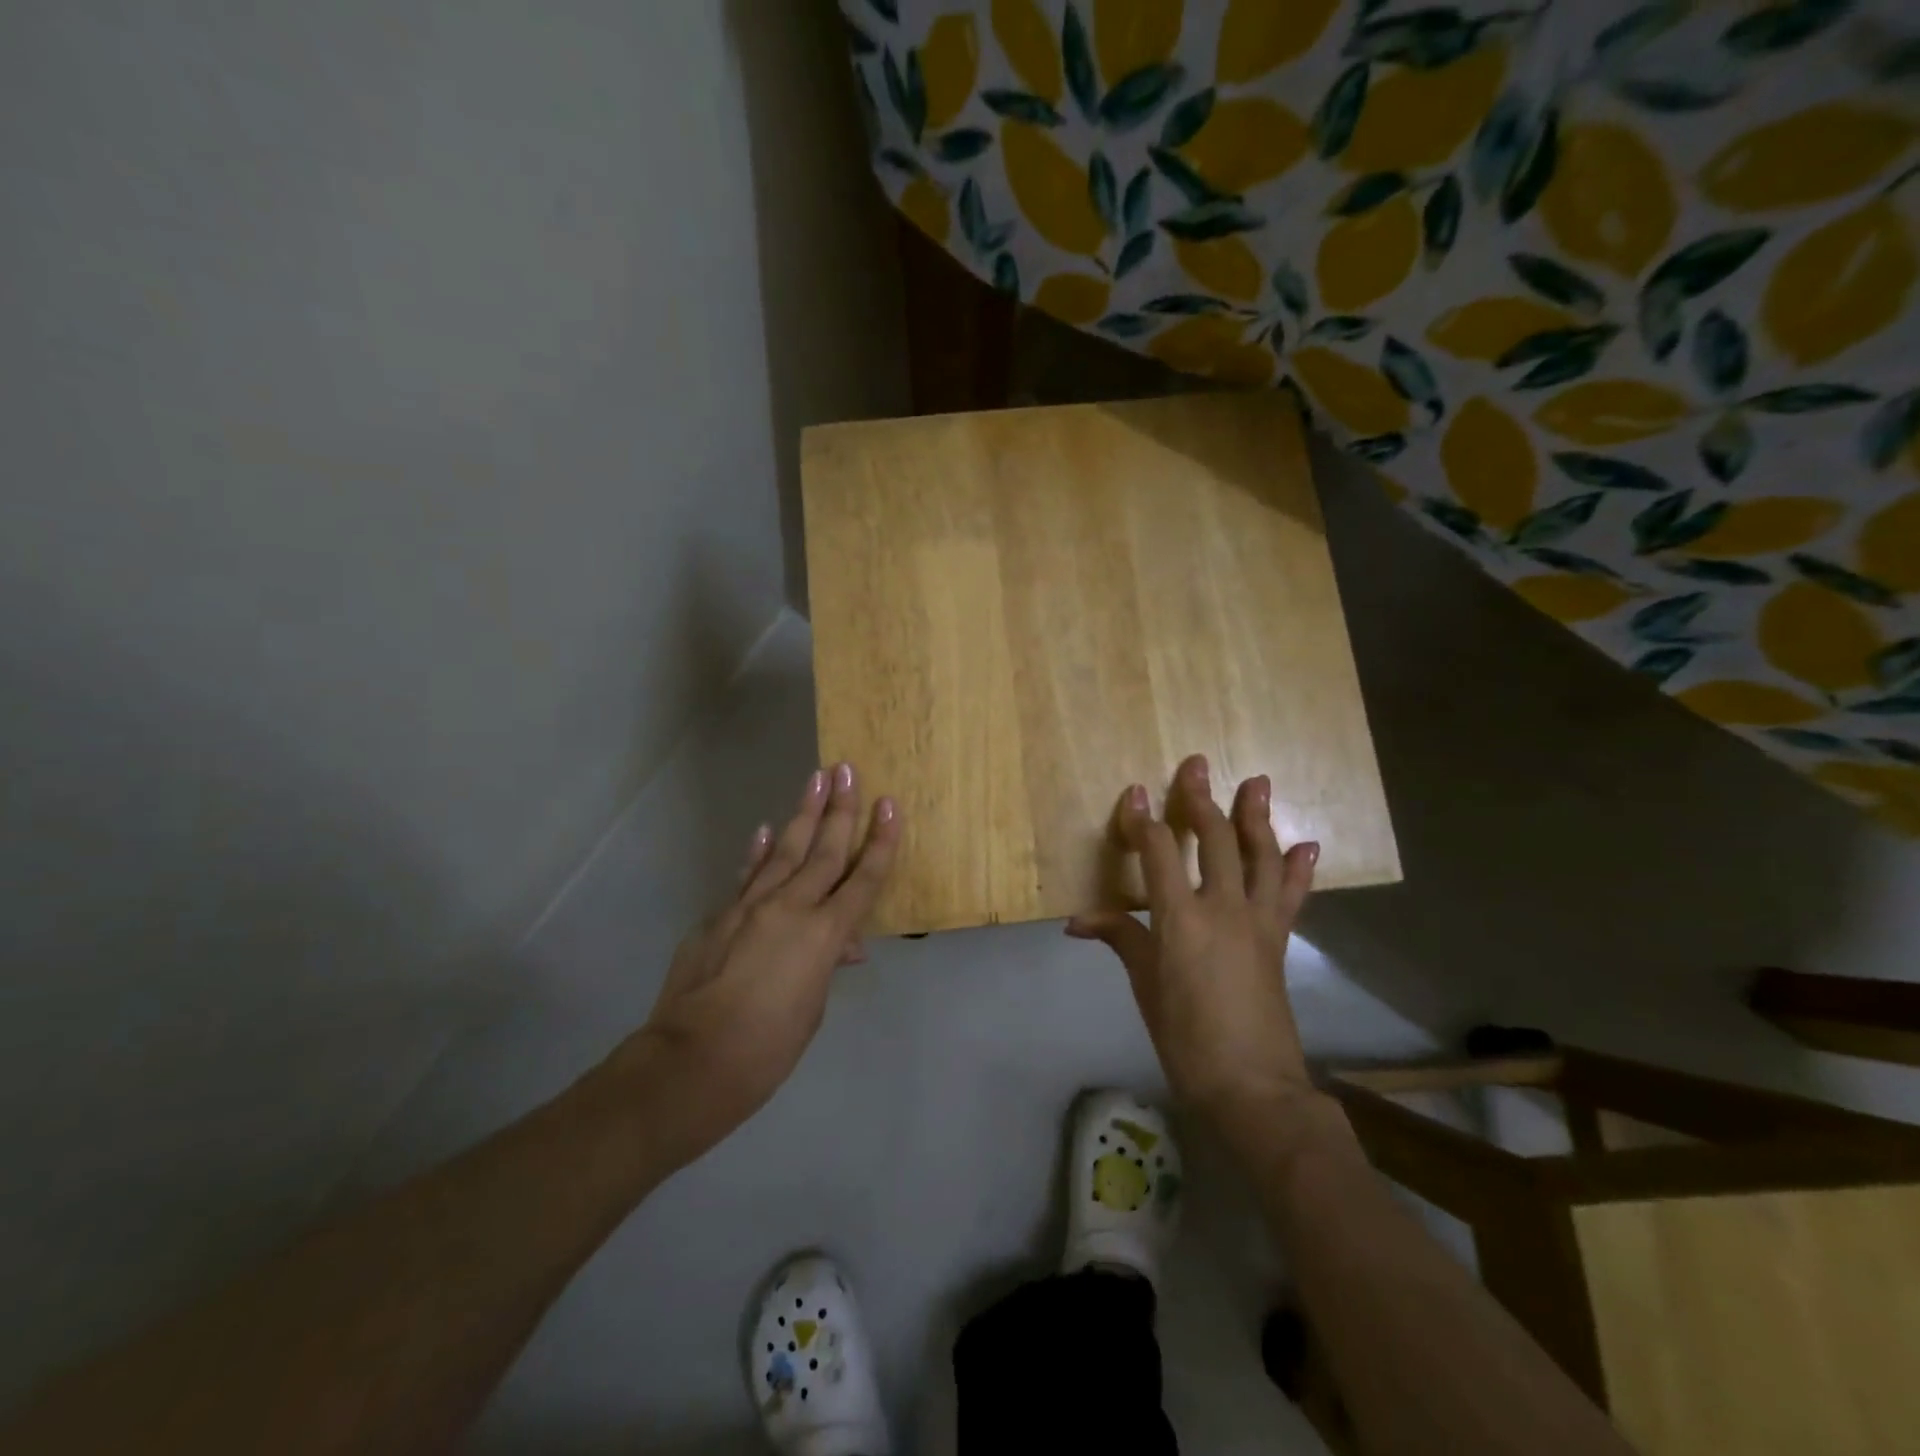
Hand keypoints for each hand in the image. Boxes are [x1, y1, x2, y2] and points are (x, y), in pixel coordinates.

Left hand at [606, 763, 898, 1169]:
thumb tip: (843, 945)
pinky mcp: (720, 915)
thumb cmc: (767, 1048)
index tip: (889, 804)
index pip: (863, 880)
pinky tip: (766, 829)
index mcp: (824, 935)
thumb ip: (827, 965)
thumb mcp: (812, 1008)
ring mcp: (750, 906)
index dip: (881, 842)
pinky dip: (759, 852)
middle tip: (848, 770)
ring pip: (785, 850)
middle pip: (824, 851)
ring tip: (816, 778)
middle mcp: (791, 908)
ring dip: (803, 813)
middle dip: (841, 809)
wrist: (691, 1060)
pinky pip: (747, 876)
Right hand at [1068, 754, 1318, 1139]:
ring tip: (1257, 783)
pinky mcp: (1279, 938)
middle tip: (1196, 764)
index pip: (1158, 852)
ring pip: (1260, 856)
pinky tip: (1305, 843)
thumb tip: (1078, 921)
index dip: (1143, 820)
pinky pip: (1290, 894)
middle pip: (1214, 840)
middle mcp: (1223, 907)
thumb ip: (1119, 938)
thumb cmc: (1185, 1037)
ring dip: (1257, 817)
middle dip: (1201, 800)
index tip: (1136, 792)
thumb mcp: (1145, 985)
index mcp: (1181, 918)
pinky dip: (1298, 867)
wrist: (1251, 1085)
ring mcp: (1258, 921)